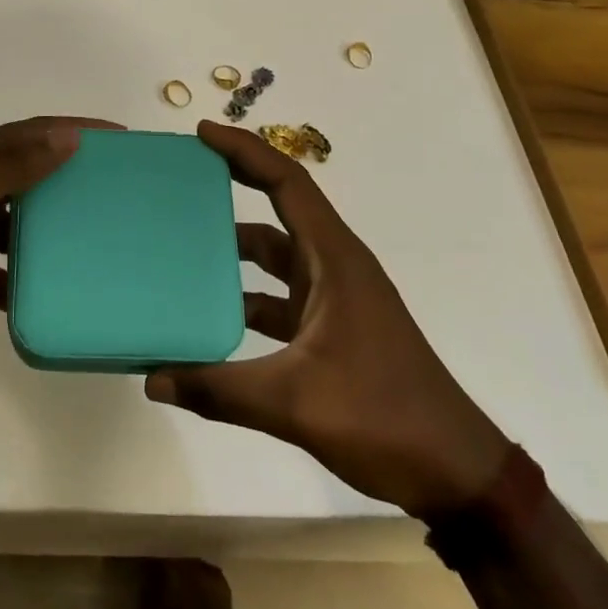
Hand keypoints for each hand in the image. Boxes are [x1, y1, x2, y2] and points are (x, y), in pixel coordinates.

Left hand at [0, 116, 118, 375]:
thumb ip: (10, 165)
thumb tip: (67, 135)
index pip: (28, 134)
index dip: (71, 129)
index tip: (117, 137)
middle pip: (26, 174)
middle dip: (67, 176)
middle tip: (113, 189)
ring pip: (16, 224)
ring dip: (49, 229)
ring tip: (94, 240)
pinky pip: (1, 270)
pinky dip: (23, 278)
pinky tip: (52, 292)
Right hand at [145, 121, 511, 517]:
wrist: (455, 473)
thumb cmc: (383, 416)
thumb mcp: (295, 402)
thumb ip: (220, 390)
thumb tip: (153, 380)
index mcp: (334, 259)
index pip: (287, 182)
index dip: (245, 151)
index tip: (202, 135)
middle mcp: (334, 266)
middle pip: (279, 208)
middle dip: (234, 185)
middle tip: (184, 178)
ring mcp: (334, 298)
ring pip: (277, 256)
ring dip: (235, 248)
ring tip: (182, 245)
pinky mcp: (331, 329)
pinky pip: (279, 296)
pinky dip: (245, 296)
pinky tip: (209, 317)